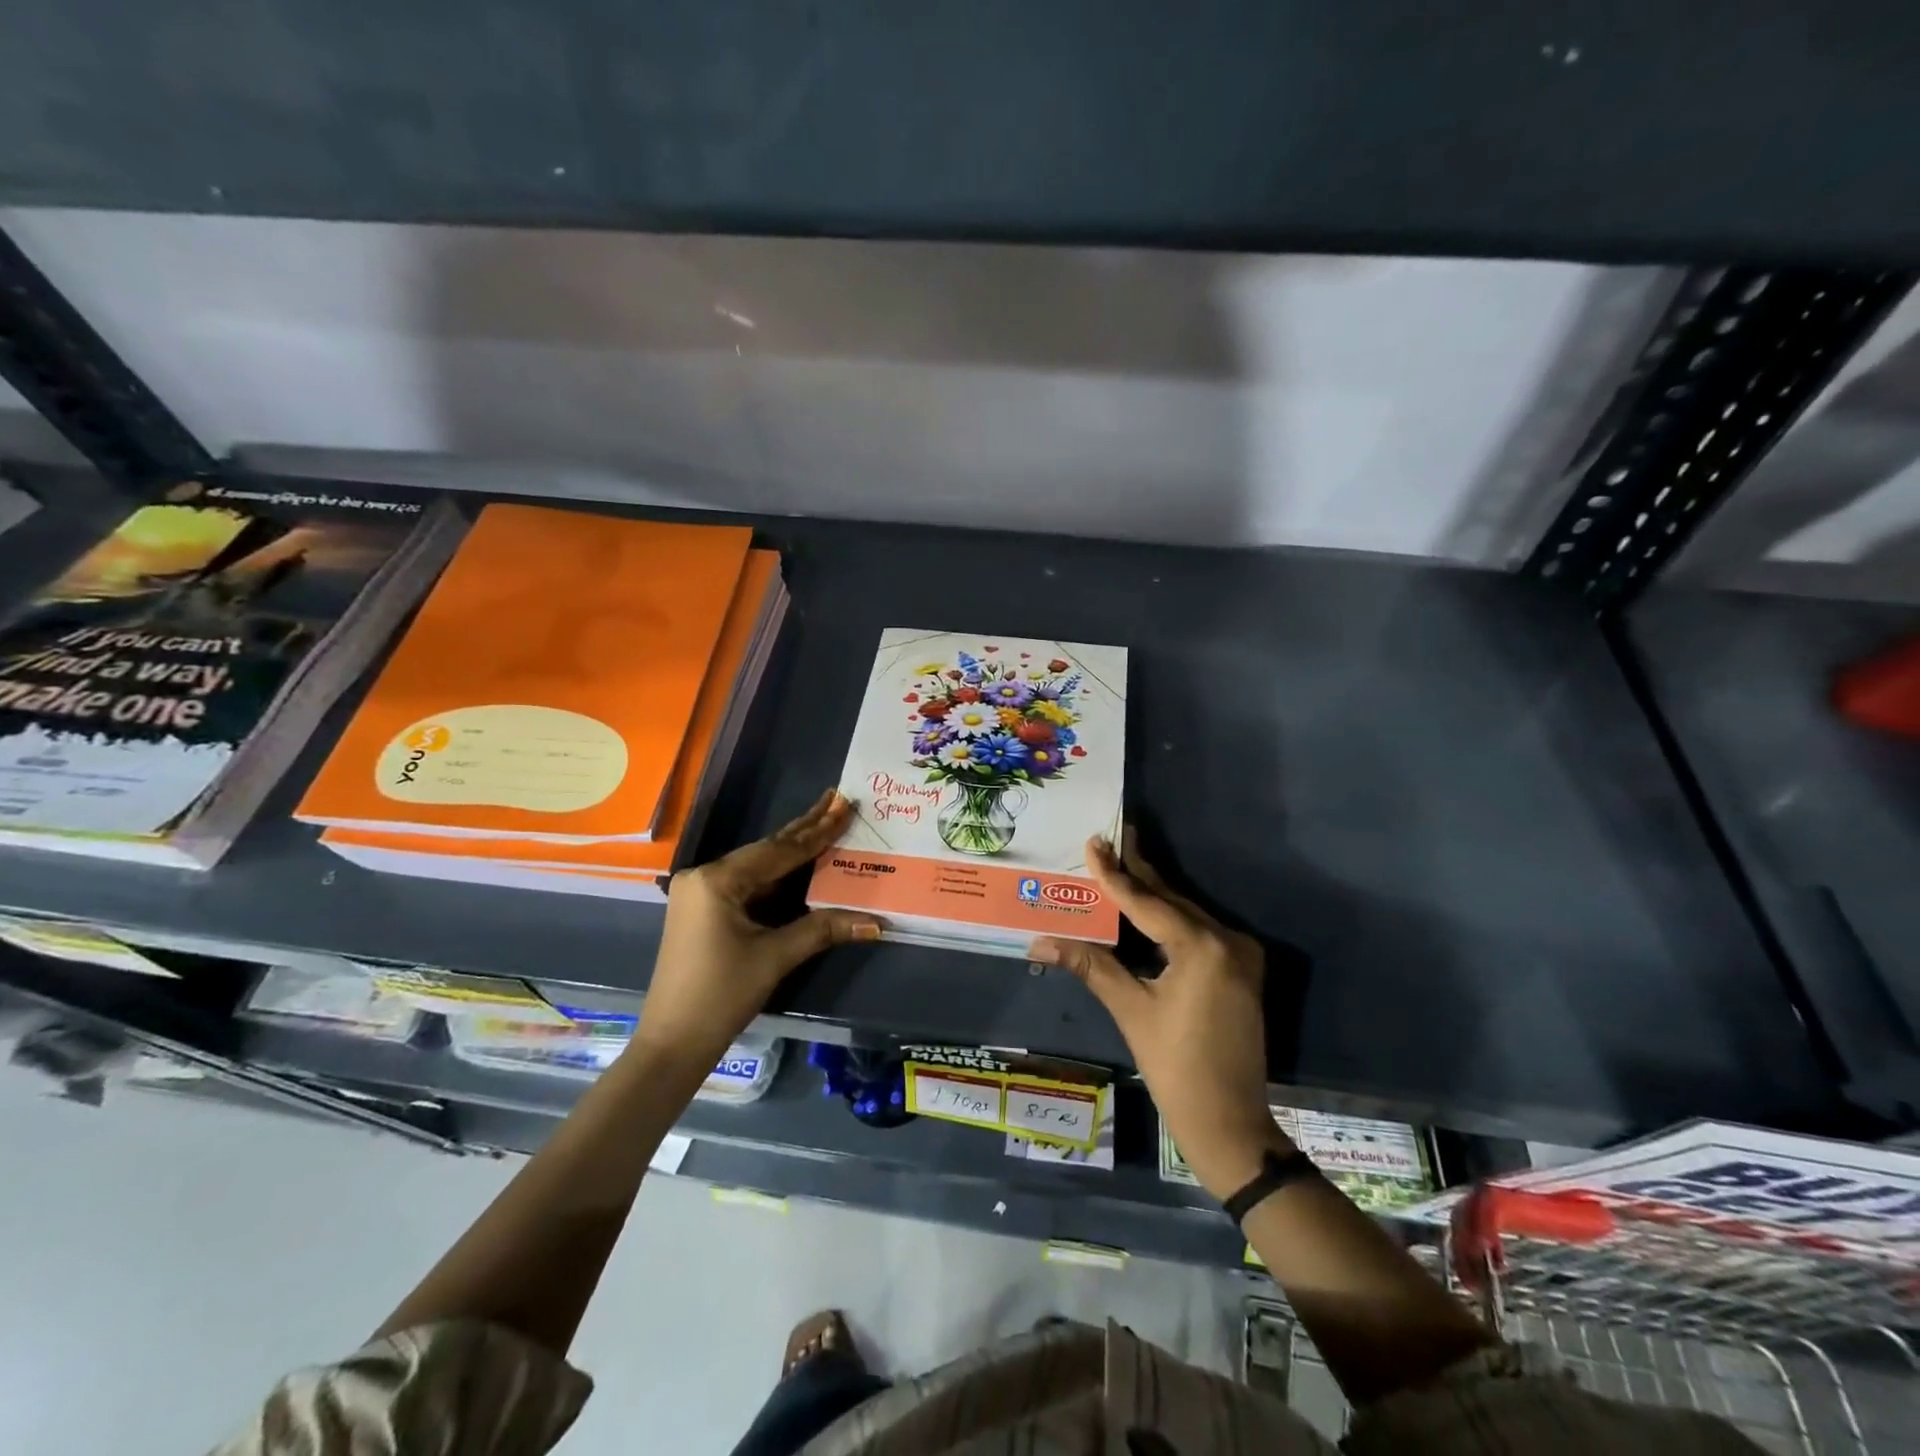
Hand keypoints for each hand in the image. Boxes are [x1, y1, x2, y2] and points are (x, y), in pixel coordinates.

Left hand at [635, 790, 879, 1080]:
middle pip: (766, 850)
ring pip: (758, 866)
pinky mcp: (704, 910)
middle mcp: (705, 877)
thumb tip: (875, 922)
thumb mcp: (775, 957)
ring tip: (826, 823)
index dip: (817, 831)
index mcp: (717, 880)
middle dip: (805, 828)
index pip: (779, 851)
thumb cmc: (721, 995)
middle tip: (837, 800)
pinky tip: (800, 862)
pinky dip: (778, 875)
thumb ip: (823, 929)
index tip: (845, 805)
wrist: (673, 1043)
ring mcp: (701, 893)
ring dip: (793, 850)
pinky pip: (749, 883)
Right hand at [1029, 831, 1282, 1199]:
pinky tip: (1147, 905)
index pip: (1147, 902)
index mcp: (1203, 947)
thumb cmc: (1176, 1068)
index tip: (1094, 842)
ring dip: (1152, 893)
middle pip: (1171, 900)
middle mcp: (1228, 940)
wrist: (1230, 1123)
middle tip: (1111, 838)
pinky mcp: (1241, 969)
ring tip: (1122, 863)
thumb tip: (1039, 941)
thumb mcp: (1131, 1010)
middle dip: (1137, 872)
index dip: (1115, 874)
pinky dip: (1169, 918)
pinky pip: (1198, 931)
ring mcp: (1240, 954)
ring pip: (1185, 913)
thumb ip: (1091, 964)